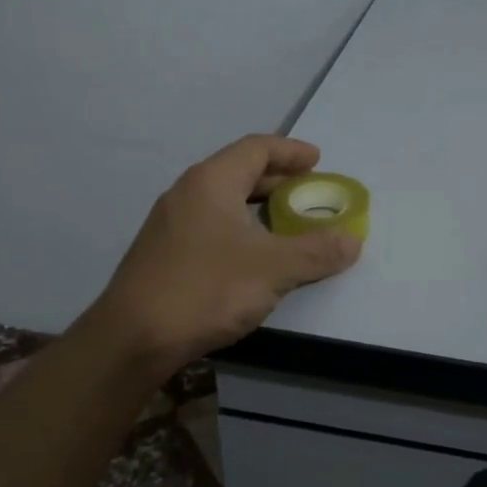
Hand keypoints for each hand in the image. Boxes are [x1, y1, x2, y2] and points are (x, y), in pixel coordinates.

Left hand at [95, 135, 361, 376]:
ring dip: (259, 208)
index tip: (318, 161)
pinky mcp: (163, 253)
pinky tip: (253, 258)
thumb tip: (353, 239)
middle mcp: (187, 193)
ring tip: (286, 225)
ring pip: (223, 201)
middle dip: (278, 180)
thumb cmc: (206, 289)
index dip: (291, 151)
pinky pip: (211, 225)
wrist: (133, 339)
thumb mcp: (273, 269)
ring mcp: (170, 224)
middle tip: (309, 194)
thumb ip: (317, 251)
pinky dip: (240, 229)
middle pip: (239, 172)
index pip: (256, 148)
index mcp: (211, 182)